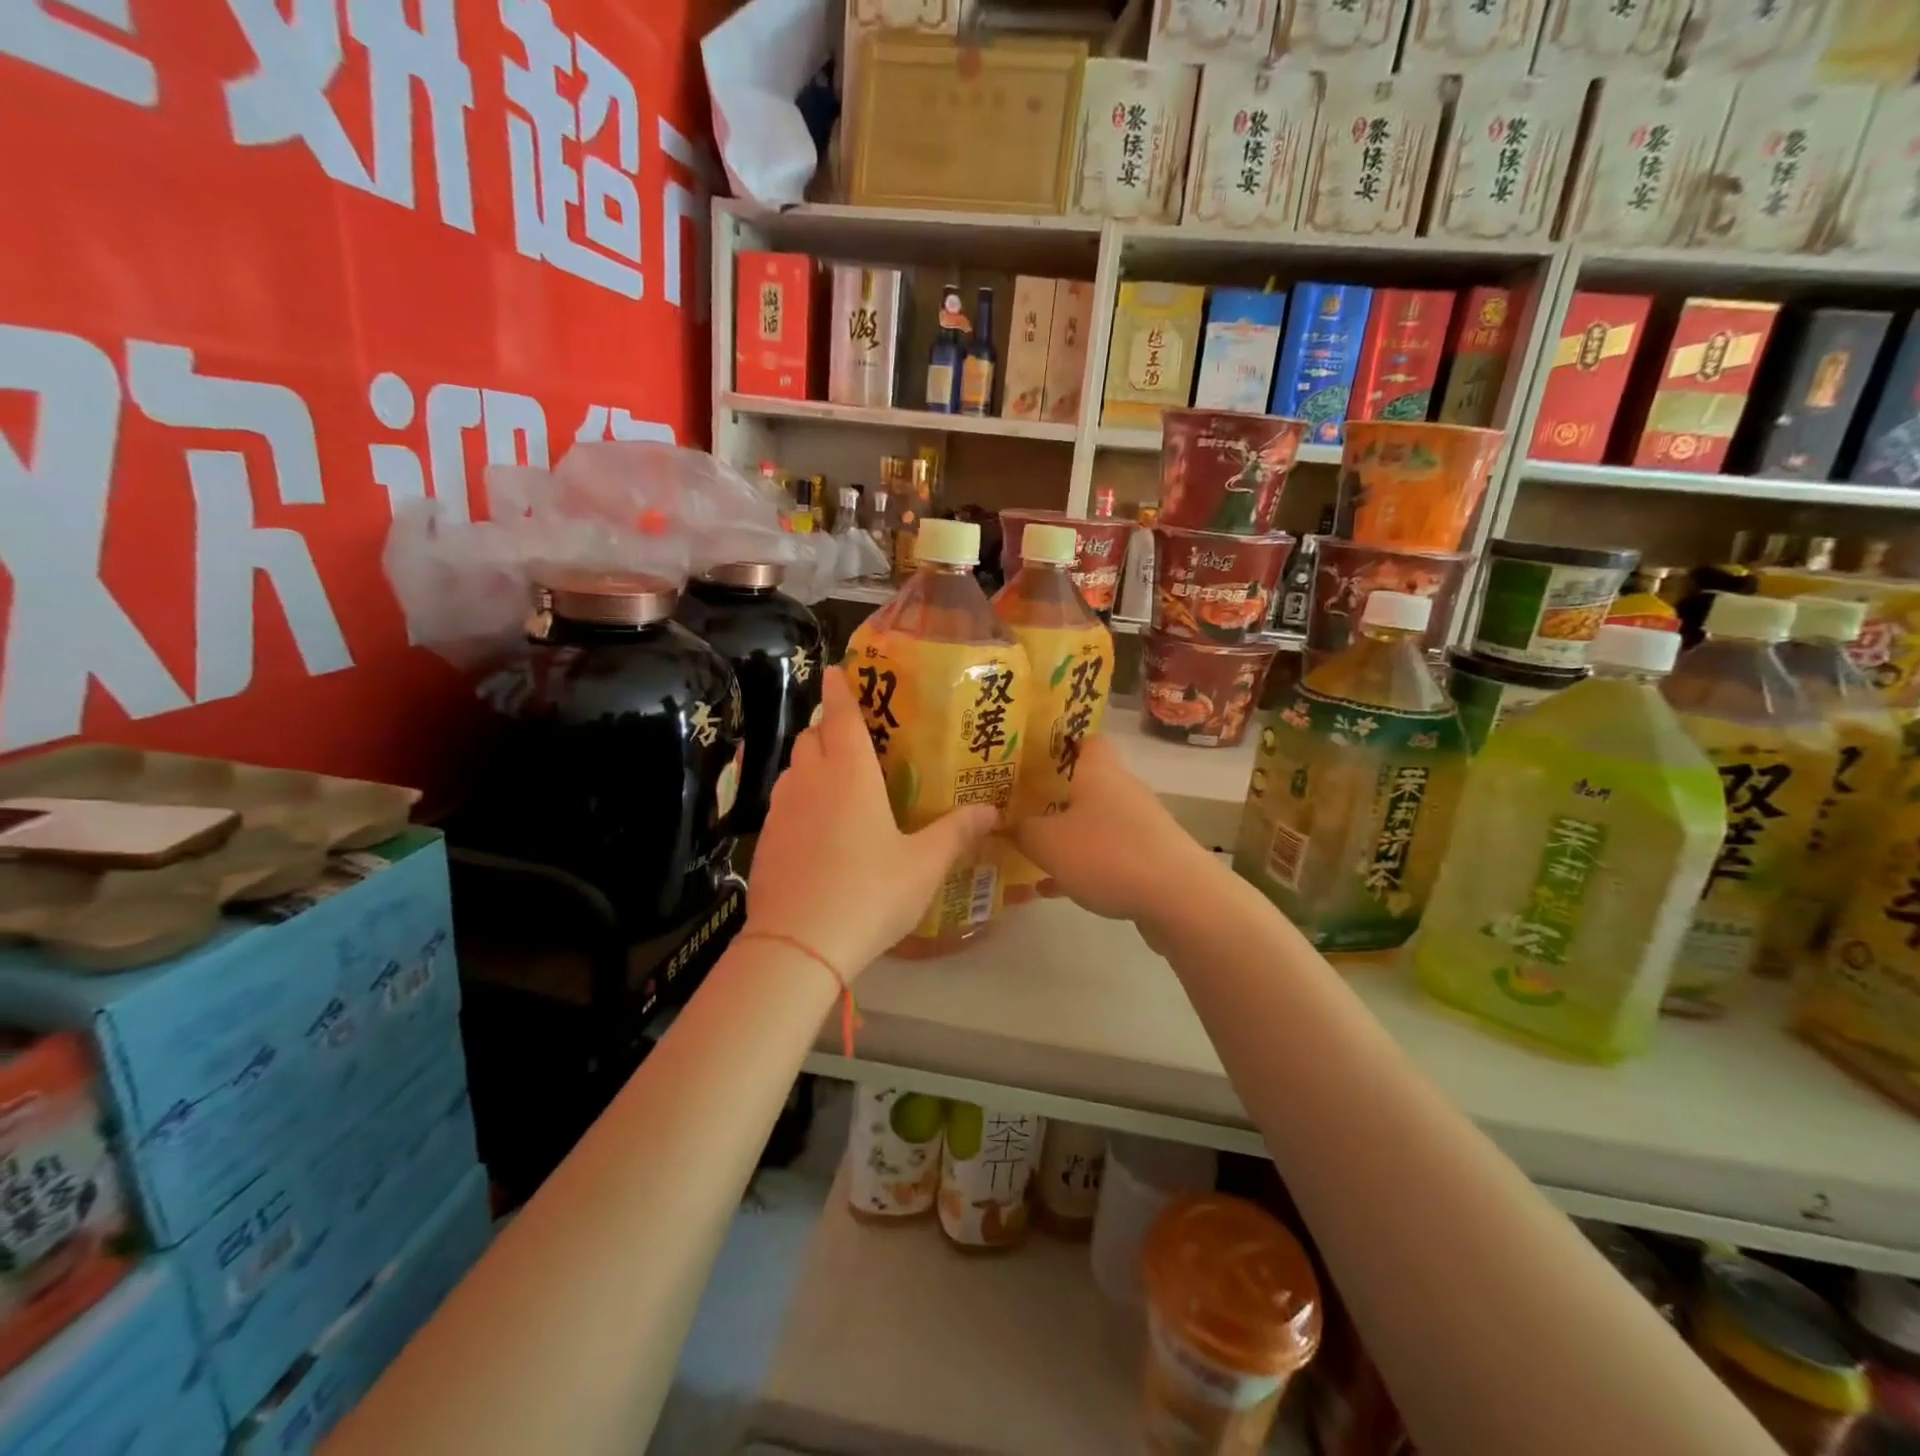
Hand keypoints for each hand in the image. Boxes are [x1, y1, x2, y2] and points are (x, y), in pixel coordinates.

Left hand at [747, 667, 996, 977]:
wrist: (797, 945)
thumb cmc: (869, 893)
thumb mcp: (923, 865)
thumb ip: (956, 833)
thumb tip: (992, 810)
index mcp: (850, 775)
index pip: (840, 716)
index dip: (839, 690)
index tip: (834, 670)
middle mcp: (811, 781)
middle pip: (812, 737)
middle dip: (829, 728)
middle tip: (855, 738)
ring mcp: (781, 811)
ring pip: (794, 769)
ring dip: (813, 763)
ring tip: (840, 782)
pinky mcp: (765, 841)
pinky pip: (783, 803)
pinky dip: (800, 799)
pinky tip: (819, 829)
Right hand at [1012, 735, 1215, 928]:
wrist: (1179, 898)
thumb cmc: (1107, 854)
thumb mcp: (1047, 843)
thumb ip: (1021, 831)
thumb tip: (1003, 823)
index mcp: (1100, 771)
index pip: (1087, 740)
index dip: (1061, 745)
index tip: (1032, 760)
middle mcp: (1123, 789)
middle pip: (1088, 784)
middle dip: (1055, 797)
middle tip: (1021, 809)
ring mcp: (1141, 824)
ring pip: (1096, 822)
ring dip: (1068, 836)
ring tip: (1032, 854)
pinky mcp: (1151, 856)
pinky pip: (1109, 853)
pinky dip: (1084, 866)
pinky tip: (1056, 890)